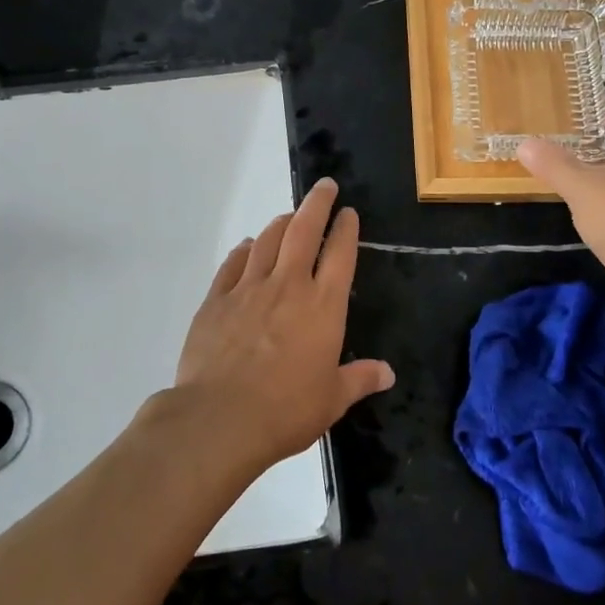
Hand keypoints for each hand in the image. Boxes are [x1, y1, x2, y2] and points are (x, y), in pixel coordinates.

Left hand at [174, 177, 393, 468]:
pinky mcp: (216, 300)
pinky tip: (247, 247)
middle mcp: (288, 286)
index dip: (346, 228)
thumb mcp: (332, 399)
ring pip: (267, 241)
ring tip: (288, 216)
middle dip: (317, 204)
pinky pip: (233, 264)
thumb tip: (388, 373)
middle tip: (324, 186)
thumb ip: (360, 379)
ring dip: (280, 223)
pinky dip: (243, 250)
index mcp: (323, 306)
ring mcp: (248, 289)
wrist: (220, 418)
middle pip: (303, 231)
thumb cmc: (286, 410)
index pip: (340, 254)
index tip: (348, 212)